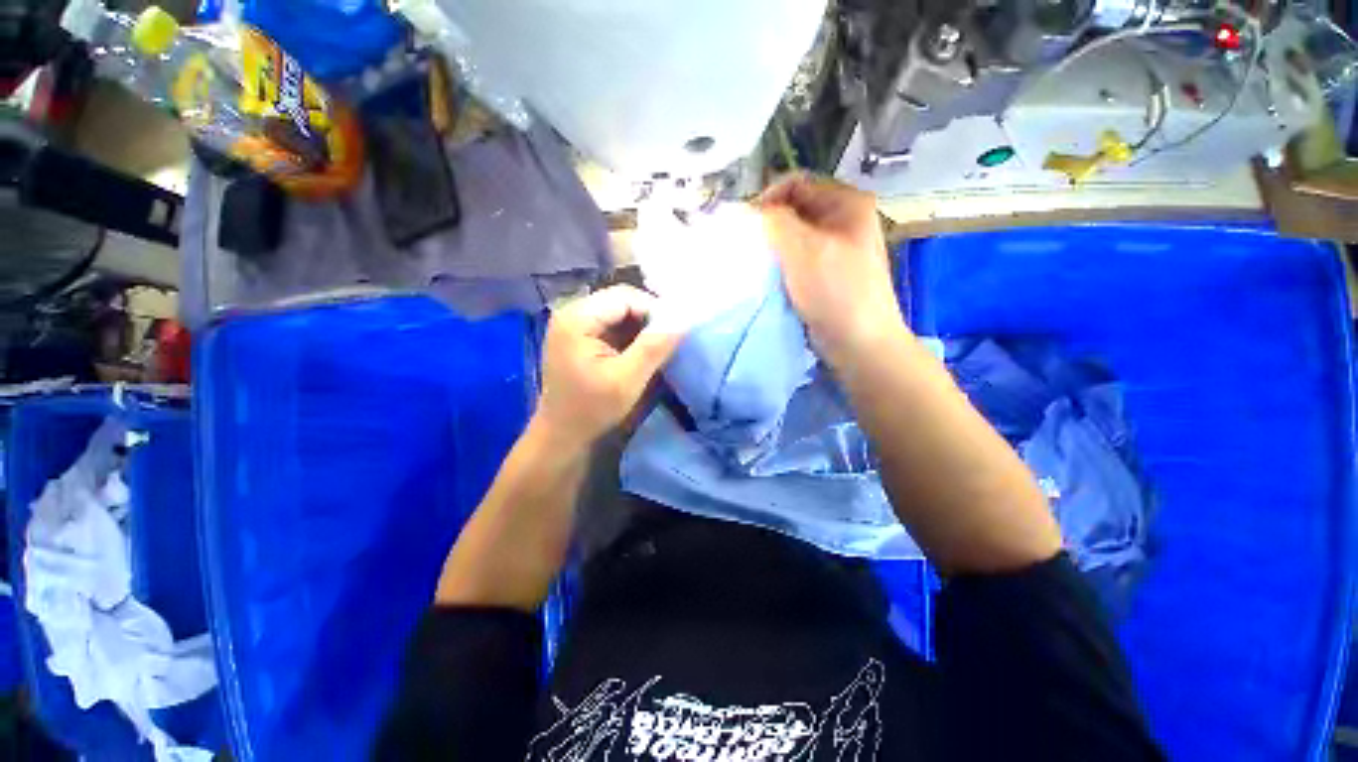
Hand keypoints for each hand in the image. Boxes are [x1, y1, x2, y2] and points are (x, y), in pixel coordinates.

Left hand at [535, 285, 682, 447]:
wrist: (562, 436)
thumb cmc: (592, 410)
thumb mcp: (628, 379)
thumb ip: (655, 346)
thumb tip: (683, 318)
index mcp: (577, 318)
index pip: (625, 296)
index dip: (654, 310)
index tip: (674, 334)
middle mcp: (571, 313)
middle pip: (620, 301)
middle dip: (648, 319)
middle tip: (667, 343)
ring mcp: (573, 325)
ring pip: (618, 313)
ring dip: (641, 329)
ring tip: (656, 349)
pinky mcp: (579, 337)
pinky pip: (611, 326)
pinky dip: (630, 337)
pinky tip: (639, 354)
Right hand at [758, 174, 904, 367]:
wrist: (858, 342)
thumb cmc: (835, 291)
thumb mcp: (803, 249)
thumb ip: (774, 222)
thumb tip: (751, 210)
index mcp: (847, 203)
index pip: (797, 183)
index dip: (768, 198)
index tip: (746, 225)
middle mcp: (843, 220)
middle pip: (795, 209)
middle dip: (769, 224)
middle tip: (749, 247)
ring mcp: (836, 248)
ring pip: (794, 236)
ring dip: (773, 246)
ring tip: (756, 263)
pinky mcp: (827, 273)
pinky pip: (797, 258)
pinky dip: (781, 264)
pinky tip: (769, 276)